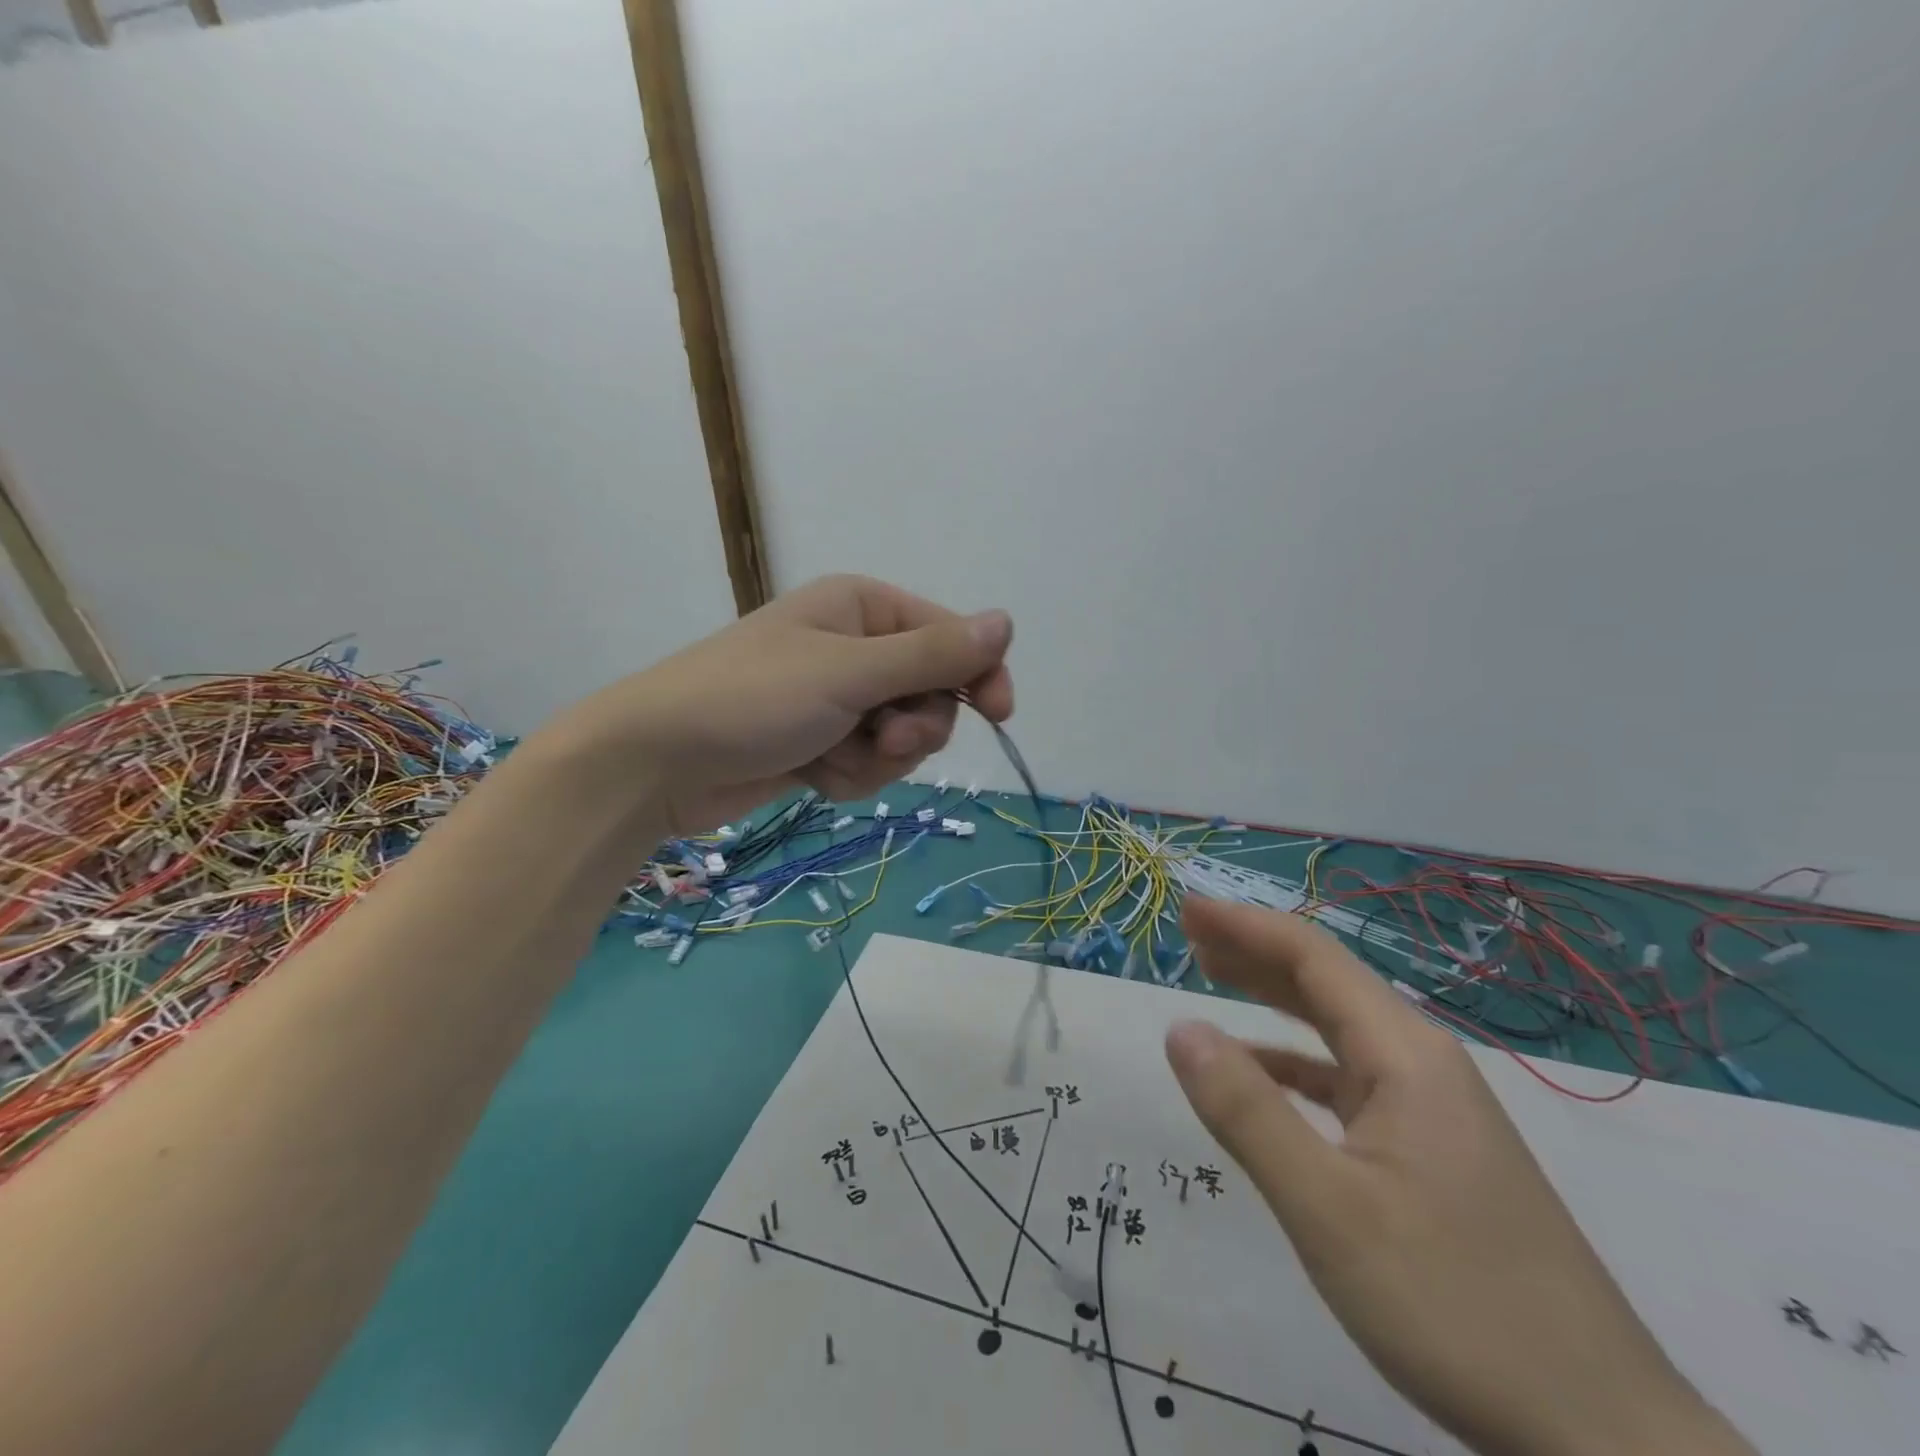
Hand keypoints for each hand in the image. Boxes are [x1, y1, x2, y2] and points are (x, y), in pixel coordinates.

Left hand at [554, 575, 1013, 834]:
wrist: (656, 763)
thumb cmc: (752, 699)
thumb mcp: (849, 672)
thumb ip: (932, 654)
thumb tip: (1006, 621)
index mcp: (864, 608)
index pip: (951, 637)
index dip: (979, 674)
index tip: (999, 714)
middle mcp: (855, 647)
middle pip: (931, 694)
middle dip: (913, 728)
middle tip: (881, 739)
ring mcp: (838, 699)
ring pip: (903, 738)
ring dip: (877, 759)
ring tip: (832, 758)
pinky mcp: (822, 742)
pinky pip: (868, 764)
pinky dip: (849, 776)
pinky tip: (813, 775)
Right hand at [1163, 898, 1754, 1455]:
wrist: (1605, 1436)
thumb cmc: (1457, 1306)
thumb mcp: (1329, 1210)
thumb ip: (1247, 1112)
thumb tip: (1180, 1029)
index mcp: (1404, 1055)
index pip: (1312, 957)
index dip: (1245, 924)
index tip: (1188, 907)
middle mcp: (1422, 1064)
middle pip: (1326, 982)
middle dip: (1254, 950)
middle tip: (1190, 934)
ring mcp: (1433, 1109)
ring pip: (1338, 1028)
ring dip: (1273, 997)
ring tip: (1213, 978)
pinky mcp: (1433, 1150)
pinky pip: (1349, 1078)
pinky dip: (1296, 1060)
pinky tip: (1264, 1072)